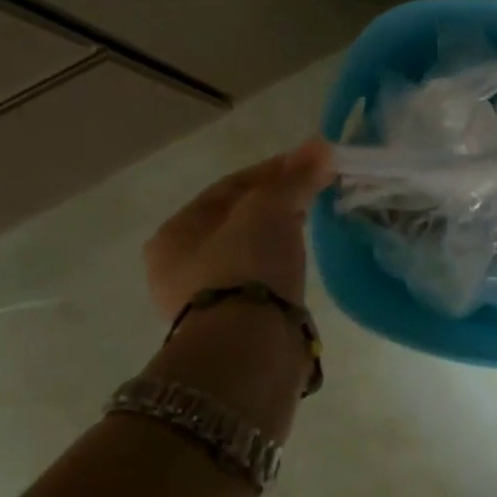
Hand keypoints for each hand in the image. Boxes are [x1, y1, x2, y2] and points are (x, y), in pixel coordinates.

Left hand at [143, 139, 333, 318]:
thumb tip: (323, 147)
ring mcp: (207, 301)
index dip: (273, 169)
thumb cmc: (246, 266)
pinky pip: (262, 281)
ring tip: (314, 222)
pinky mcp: (236, 326)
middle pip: (238, 220)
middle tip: (315, 191)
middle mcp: (180, 268)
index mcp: (174, 235)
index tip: (311, 162)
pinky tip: (303, 261)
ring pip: (250, 252)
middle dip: (277, 202)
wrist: (249, 349)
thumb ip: (295, 177)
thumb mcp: (270, 208)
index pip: (229, 187)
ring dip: (280, 234)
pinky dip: (282, 265)